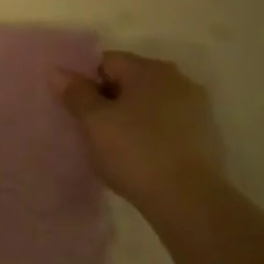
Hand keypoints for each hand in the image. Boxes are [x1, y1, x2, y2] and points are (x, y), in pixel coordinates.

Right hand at [51, 51, 223, 223]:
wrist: (190, 201)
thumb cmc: (135, 152)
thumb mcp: (94, 122)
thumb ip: (75, 93)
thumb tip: (57, 71)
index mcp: (150, 69)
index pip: (106, 62)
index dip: (86, 83)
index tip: (77, 111)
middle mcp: (178, 80)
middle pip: (130, 81)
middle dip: (108, 100)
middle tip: (91, 130)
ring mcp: (197, 109)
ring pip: (149, 105)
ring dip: (130, 118)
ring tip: (115, 147)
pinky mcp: (207, 137)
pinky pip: (167, 126)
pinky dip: (151, 135)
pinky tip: (141, 158)